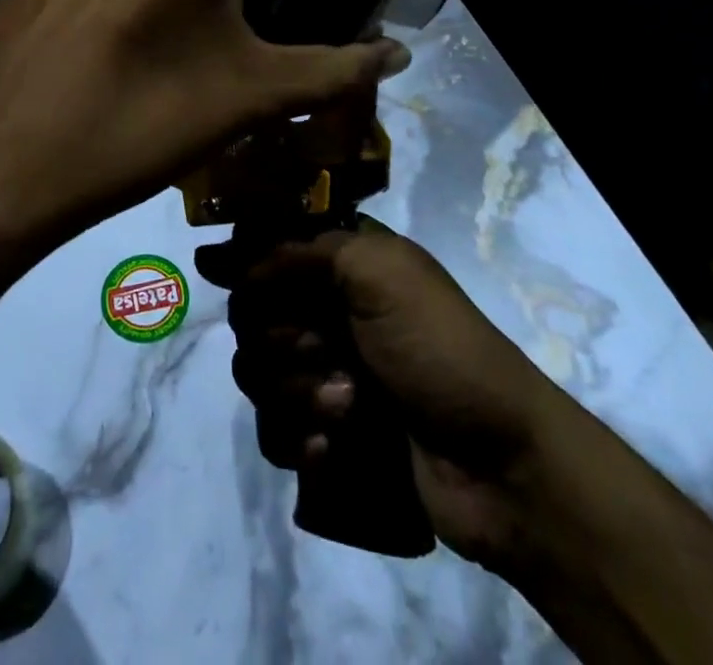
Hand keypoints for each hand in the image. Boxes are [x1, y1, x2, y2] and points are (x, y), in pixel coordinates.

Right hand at [197, 224, 569, 575]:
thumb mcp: (381, 273)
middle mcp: (326, 311)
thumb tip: (225, 256)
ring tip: (348, 408)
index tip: (212, 267)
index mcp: (343, 265)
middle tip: (324, 348)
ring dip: (297, 392)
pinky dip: (298, 437)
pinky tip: (332, 446)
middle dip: (281, 337)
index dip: (241, 257)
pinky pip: (272, 431)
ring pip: (255, 373)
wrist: (500, 465)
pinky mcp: (324, 433)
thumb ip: (303, 251)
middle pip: (250, 312)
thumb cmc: (440, 349)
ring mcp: (323, 373)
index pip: (268, 246)